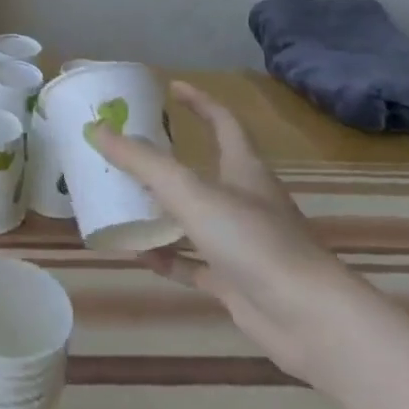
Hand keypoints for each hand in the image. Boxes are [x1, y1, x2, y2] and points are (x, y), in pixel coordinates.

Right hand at [90, 81, 360, 385]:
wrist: (309, 320)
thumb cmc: (252, 241)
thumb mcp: (190, 191)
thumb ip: (143, 162)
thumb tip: (99, 129)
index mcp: (244, 170)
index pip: (223, 122)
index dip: (199, 102)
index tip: (171, 88)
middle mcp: (246, 202)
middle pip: (205, 170)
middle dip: (169, 159)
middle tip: (129, 149)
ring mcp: (242, 244)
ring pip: (195, 219)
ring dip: (162, 211)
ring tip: (123, 200)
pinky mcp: (236, 282)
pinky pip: (194, 264)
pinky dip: (167, 258)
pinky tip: (137, 254)